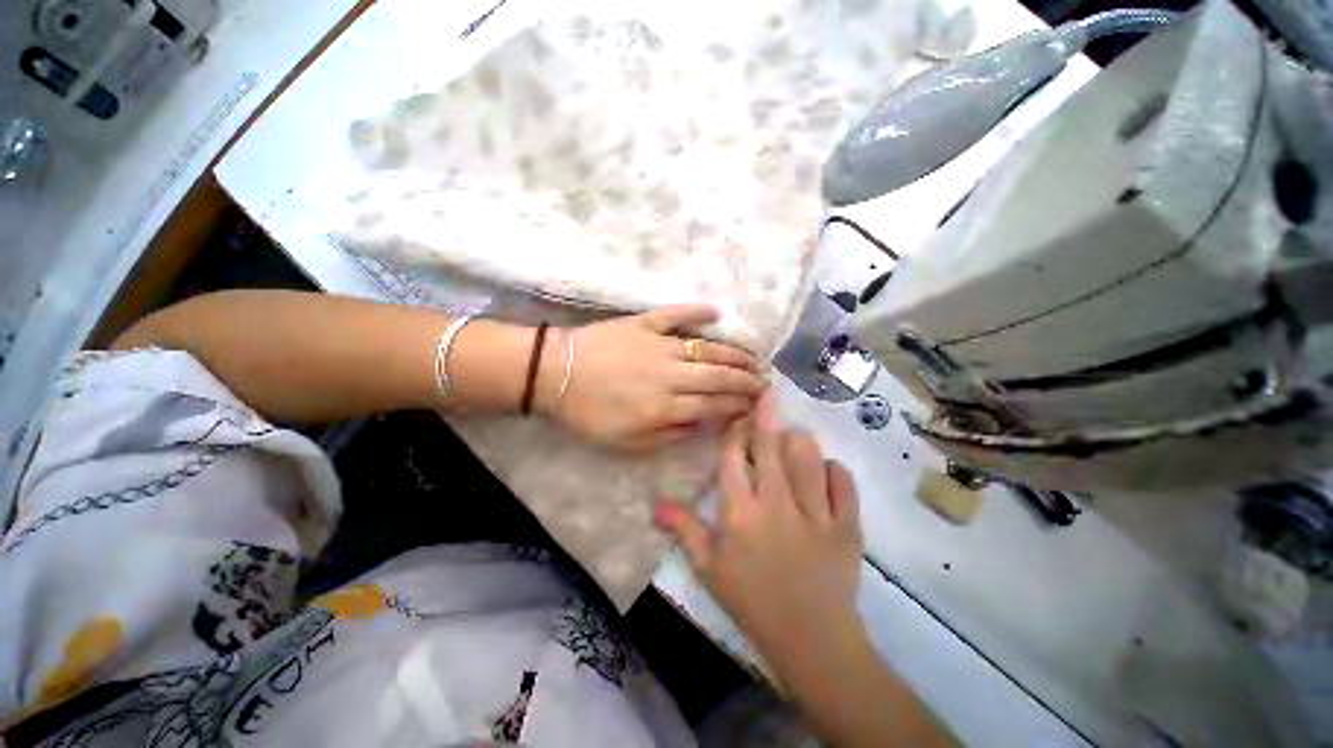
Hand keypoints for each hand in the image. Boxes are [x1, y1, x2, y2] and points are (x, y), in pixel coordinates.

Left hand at [541, 305, 767, 450]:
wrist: (553, 373)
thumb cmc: (587, 412)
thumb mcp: (624, 441)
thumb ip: (666, 435)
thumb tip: (699, 425)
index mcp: (663, 405)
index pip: (712, 405)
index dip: (737, 405)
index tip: (755, 404)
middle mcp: (669, 374)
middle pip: (717, 376)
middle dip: (746, 379)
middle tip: (765, 379)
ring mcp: (658, 344)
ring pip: (706, 348)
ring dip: (733, 352)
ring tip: (754, 356)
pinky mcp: (644, 323)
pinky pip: (674, 314)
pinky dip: (696, 311)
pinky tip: (716, 311)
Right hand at [655, 390, 864, 665]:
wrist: (811, 639)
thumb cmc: (752, 601)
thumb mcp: (709, 568)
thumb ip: (685, 530)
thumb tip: (655, 504)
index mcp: (741, 513)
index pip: (732, 458)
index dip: (733, 431)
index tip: (736, 415)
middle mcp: (776, 504)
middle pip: (770, 447)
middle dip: (766, 415)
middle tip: (766, 393)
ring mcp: (815, 513)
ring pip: (808, 456)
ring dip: (799, 440)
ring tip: (793, 437)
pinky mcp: (846, 524)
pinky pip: (842, 483)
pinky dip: (834, 470)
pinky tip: (826, 470)